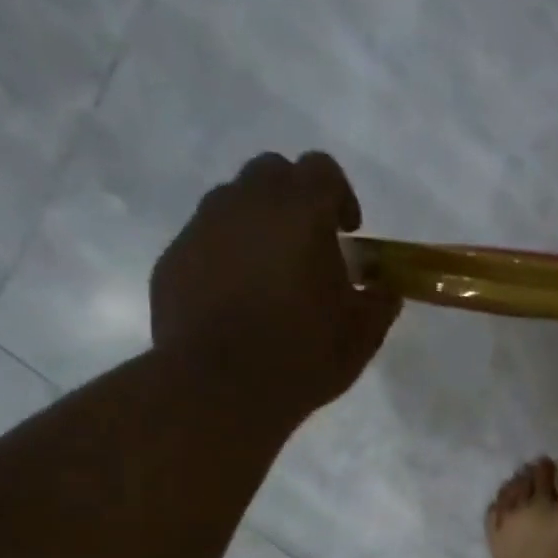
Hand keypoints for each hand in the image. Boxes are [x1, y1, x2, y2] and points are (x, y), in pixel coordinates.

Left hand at [151, 151, 399, 414]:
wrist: (220, 388)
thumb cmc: (303, 356)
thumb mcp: (362, 335)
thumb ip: (379, 301)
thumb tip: (384, 289)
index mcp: (300, 213)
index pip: (322, 169)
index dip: (340, 195)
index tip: (348, 233)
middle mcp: (246, 204)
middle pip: (272, 171)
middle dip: (294, 198)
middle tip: (309, 246)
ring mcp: (202, 227)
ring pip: (234, 201)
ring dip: (258, 223)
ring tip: (271, 274)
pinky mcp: (173, 257)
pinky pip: (206, 239)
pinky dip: (226, 254)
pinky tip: (238, 299)